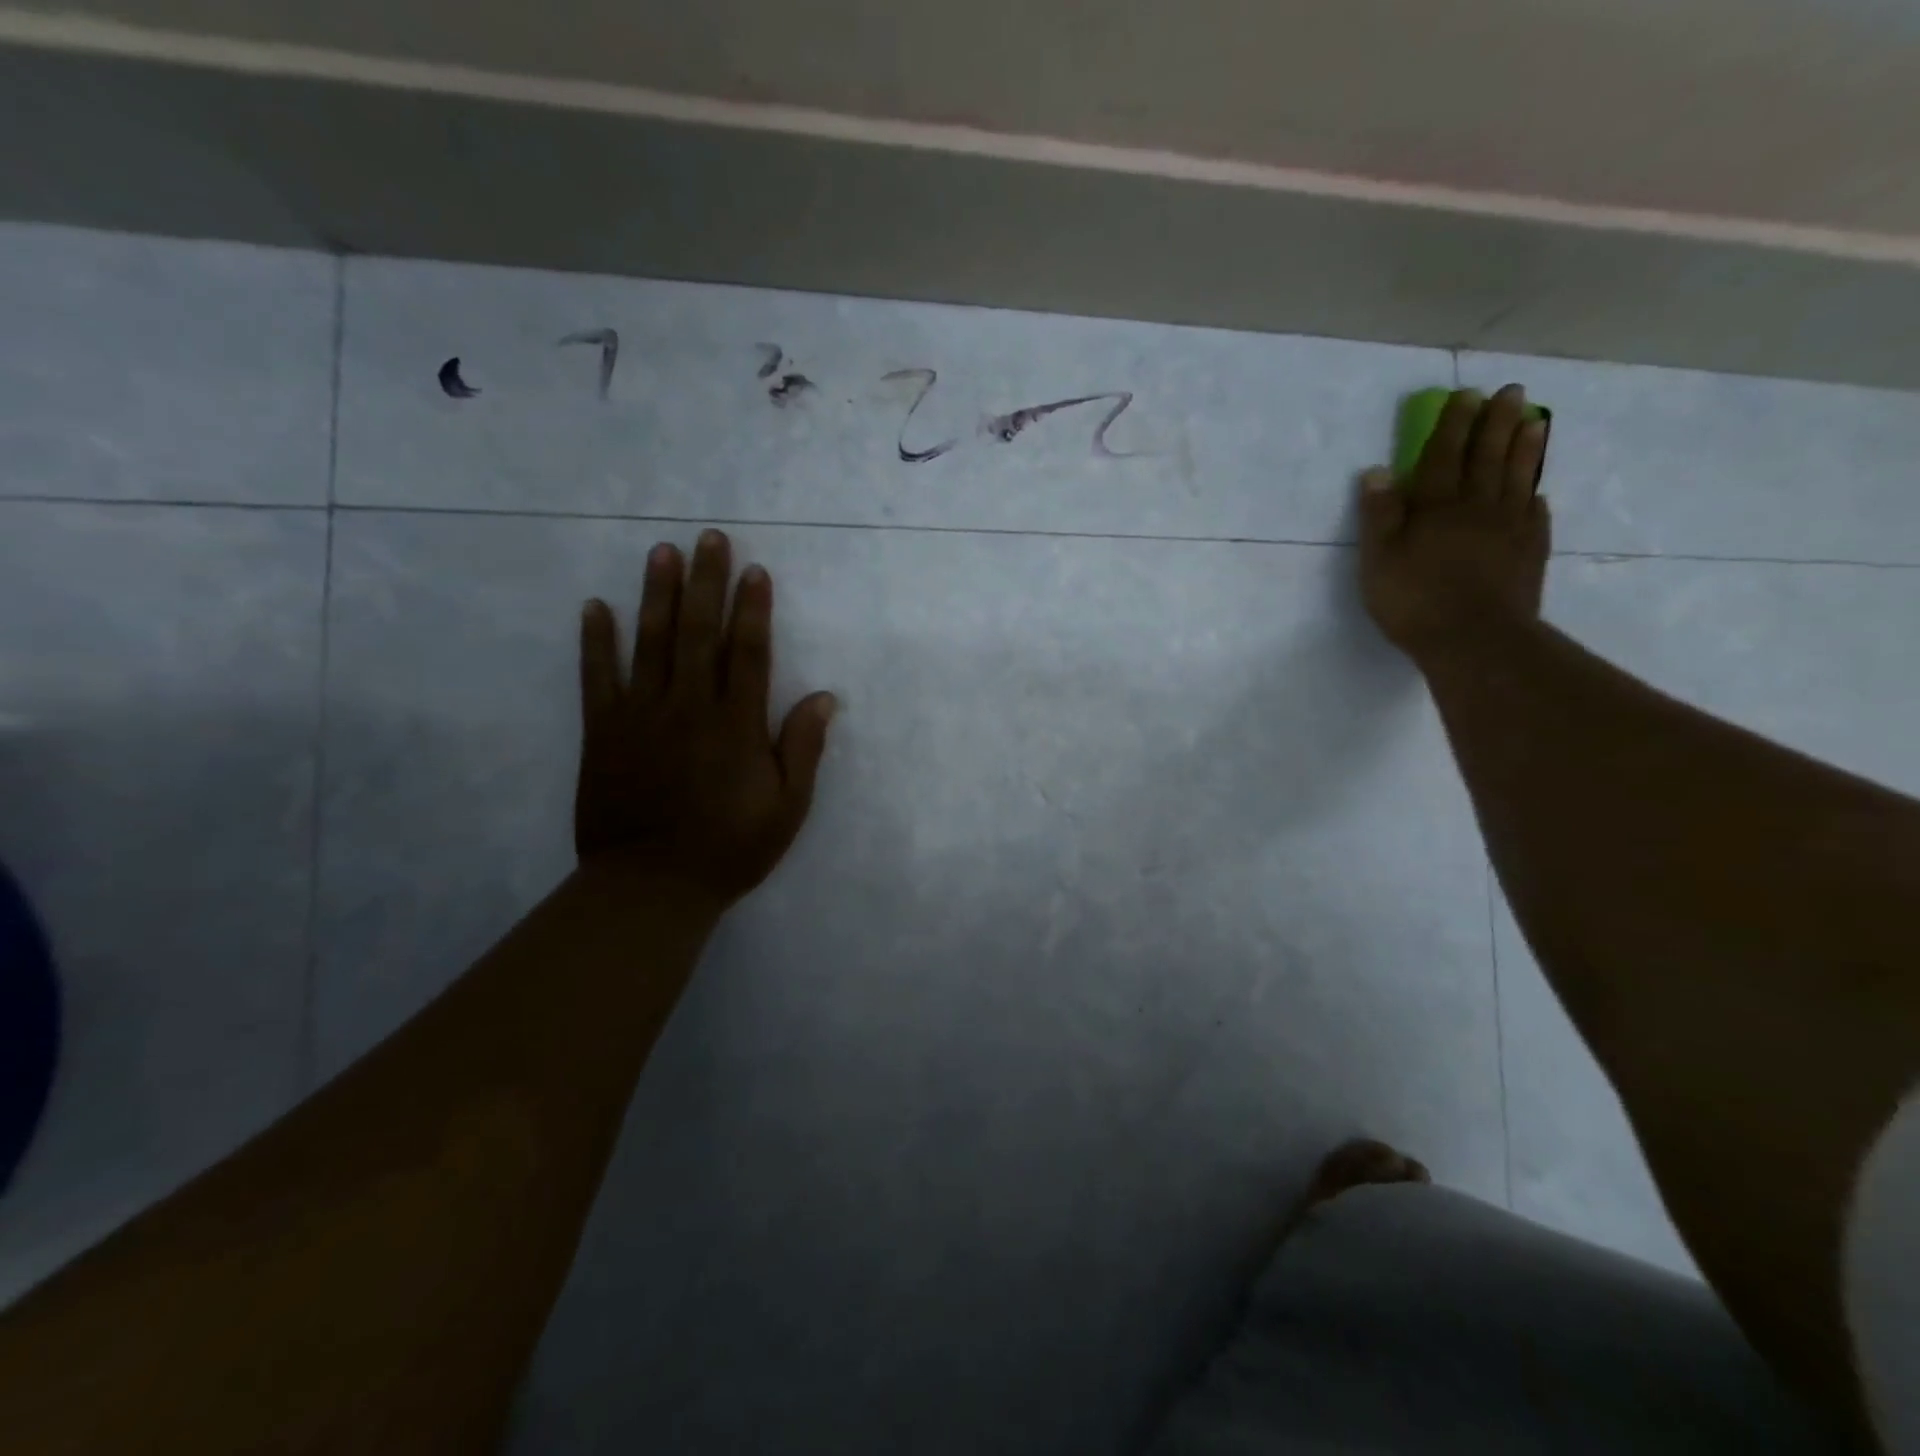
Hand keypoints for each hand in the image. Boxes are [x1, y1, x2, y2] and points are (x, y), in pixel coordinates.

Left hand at [575, 529, 835, 911]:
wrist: (650, 887)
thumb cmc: (729, 849)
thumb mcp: (787, 808)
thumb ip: (803, 749)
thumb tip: (825, 697)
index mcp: (736, 725)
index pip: (748, 653)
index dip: (753, 609)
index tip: (754, 570)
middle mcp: (689, 707)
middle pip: (699, 633)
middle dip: (705, 582)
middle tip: (708, 538)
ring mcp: (641, 716)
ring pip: (650, 642)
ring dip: (656, 594)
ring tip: (660, 552)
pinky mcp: (603, 731)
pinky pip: (597, 677)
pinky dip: (595, 641)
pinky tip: (595, 606)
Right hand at [1358, 384, 1552, 662]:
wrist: (1474, 639)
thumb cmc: (1414, 600)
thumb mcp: (1378, 560)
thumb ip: (1379, 515)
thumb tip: (1378, 471)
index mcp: (1436, 506)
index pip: (1444, 454)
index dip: (1453, 423)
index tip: (1466, 394)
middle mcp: (1476, 506)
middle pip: (1488, 456)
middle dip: (1497, 422)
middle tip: (1512, 392)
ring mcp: (1509, 527)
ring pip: (1518, 477)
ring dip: (1525, 446)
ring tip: (1534, 421)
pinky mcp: (1529, 551)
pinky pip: (1534, 513)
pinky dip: (1534, 495)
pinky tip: (1536, 489)